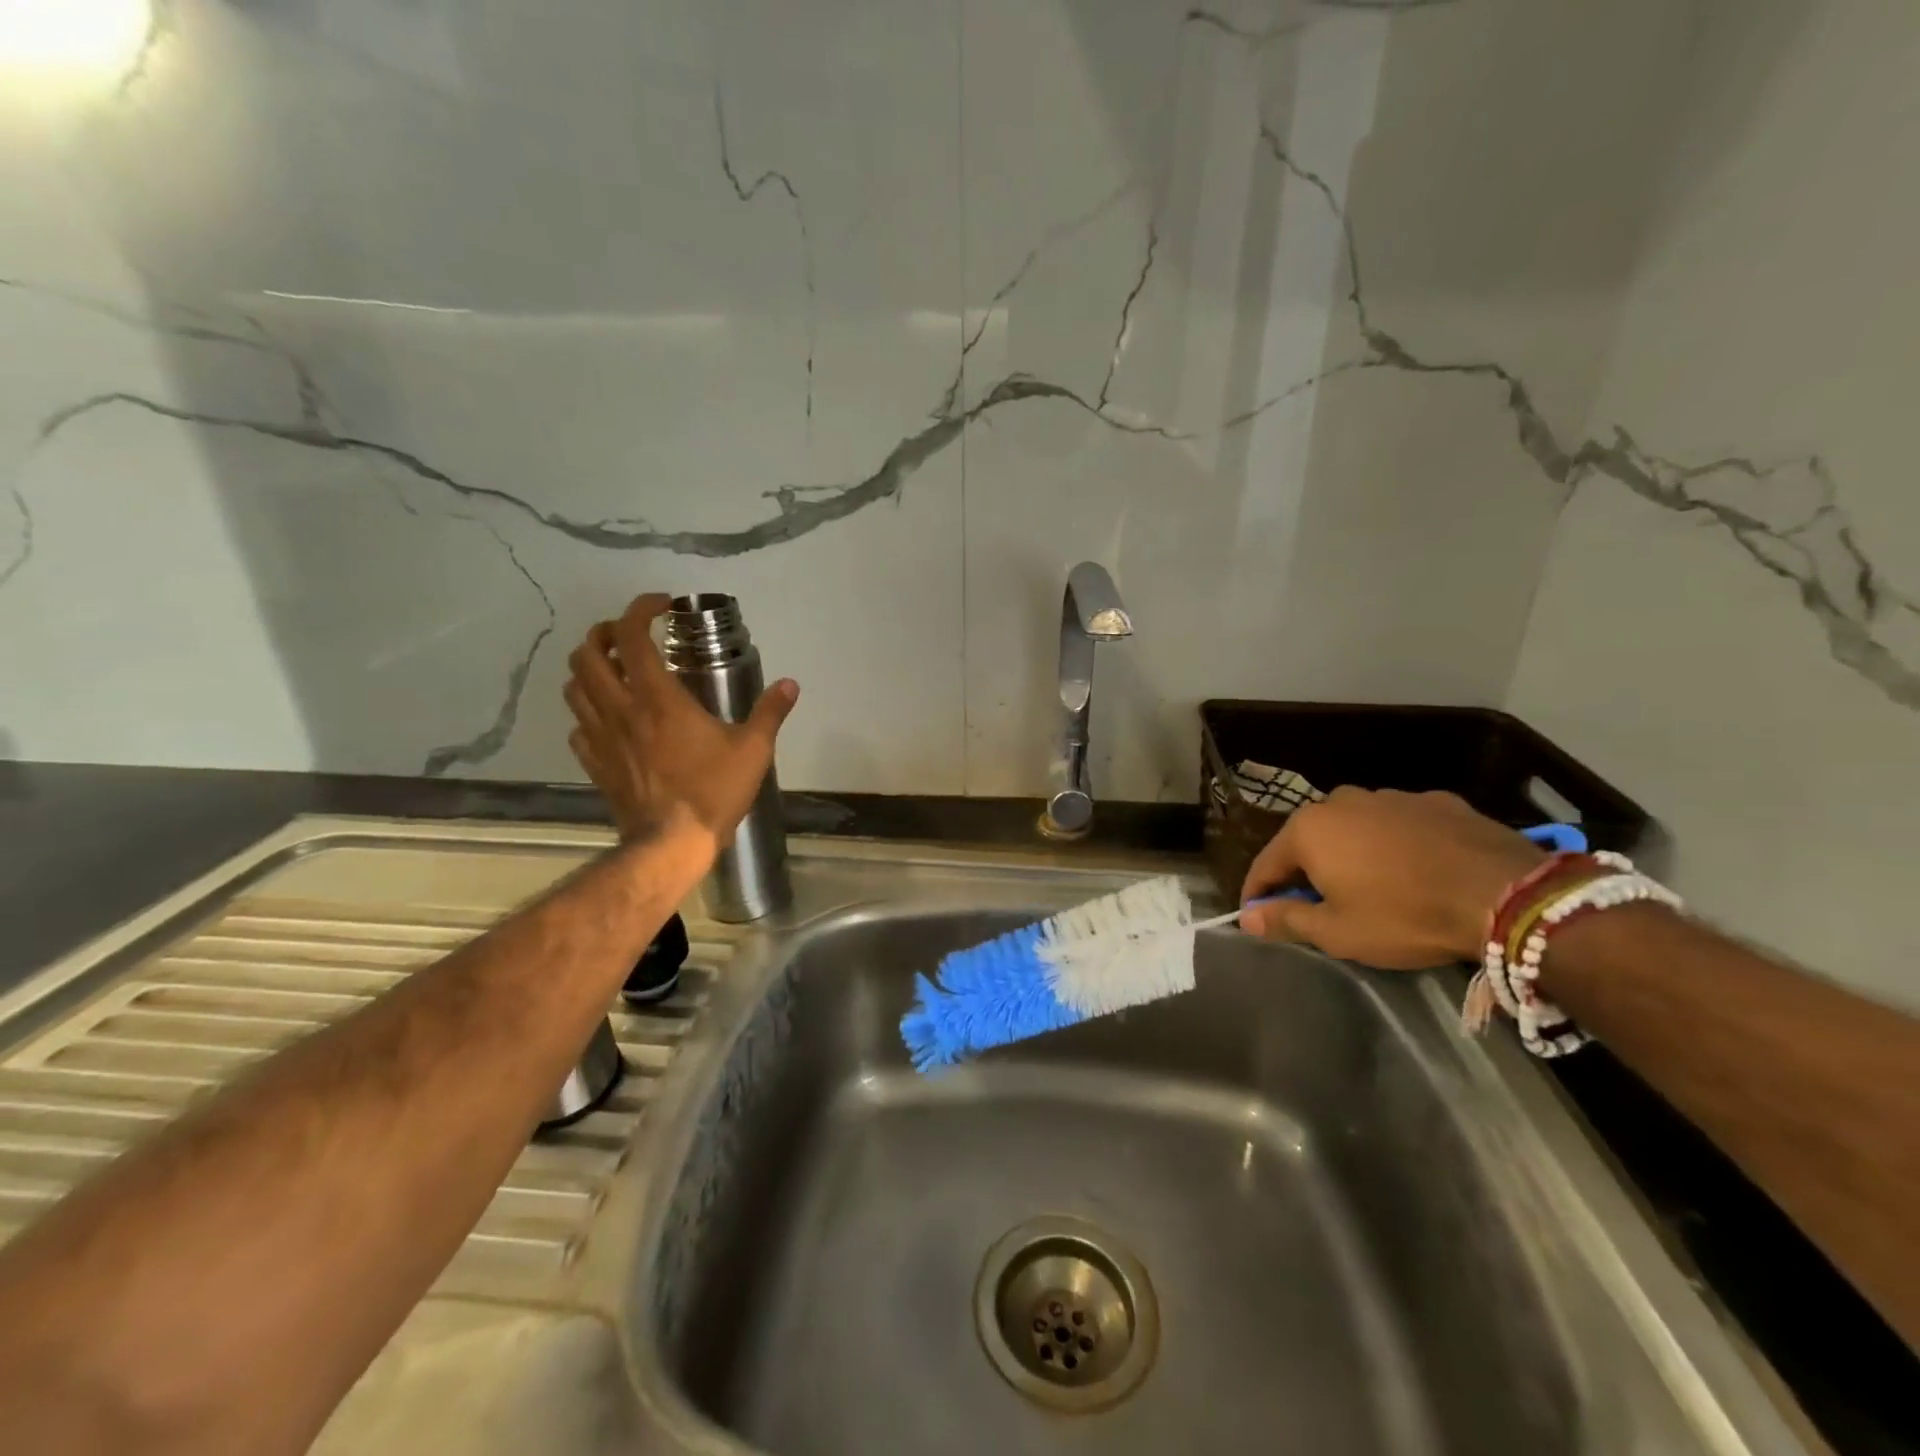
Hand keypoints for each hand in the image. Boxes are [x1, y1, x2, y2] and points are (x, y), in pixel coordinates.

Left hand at [563, 593, 798, 842]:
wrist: (670, 844)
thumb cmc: (713, 791)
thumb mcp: (753, 750)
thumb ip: (770, 712)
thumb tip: (790, 685)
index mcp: (657, 698)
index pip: (630, 635)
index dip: (640, 608)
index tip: (662, 605)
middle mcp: (620, 709)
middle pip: (586, 654)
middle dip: (603, 633)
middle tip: (630, 636)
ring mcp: (601, 737)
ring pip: (574, 686)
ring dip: (590, 669)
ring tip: (617, 671)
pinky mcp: (594, 763)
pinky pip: (578, 725)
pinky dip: (589, 712)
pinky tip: (612, 719)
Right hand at [1238, 788, 1543, 968]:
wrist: (1507, 894)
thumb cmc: (1405, 915)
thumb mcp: (1338, 931)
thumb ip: (1286, 920)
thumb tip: (1246, 918)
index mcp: (1308, 829)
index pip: (1266, 864)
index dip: (1258, 894)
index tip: (1258, 916)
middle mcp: (1341, 801)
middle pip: (1309, 841)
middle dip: (1306, 871)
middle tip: (1318, 906)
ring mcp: (1391, 796)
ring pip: (1354, 828)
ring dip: (1351, 854)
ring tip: (1370, 887)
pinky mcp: (1436, 801)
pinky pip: (1399, 825)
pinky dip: (1395, 845)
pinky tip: (1415, 870)